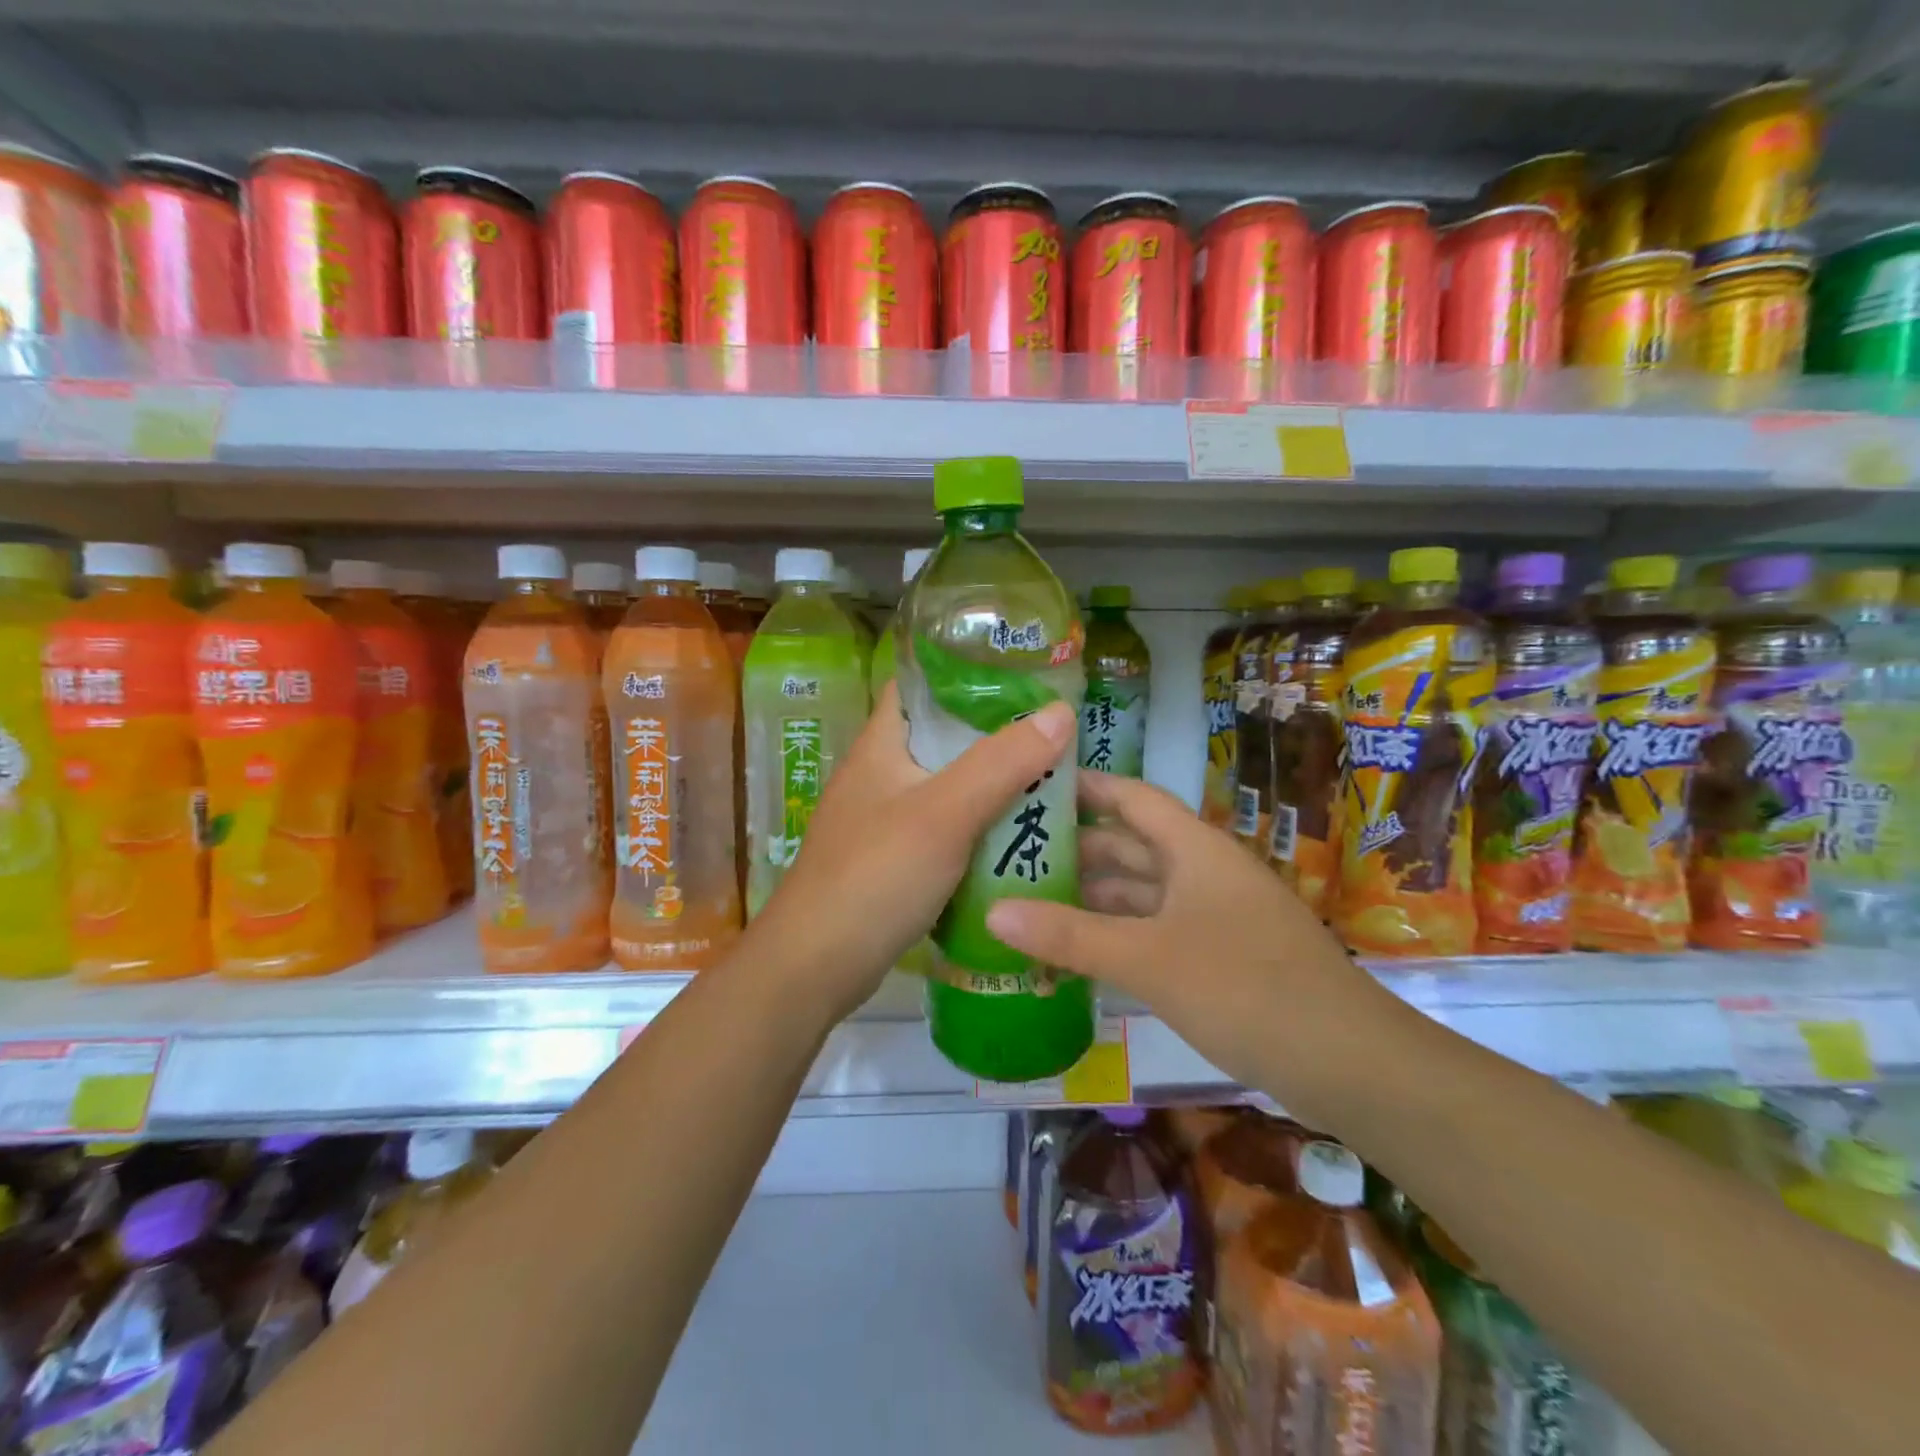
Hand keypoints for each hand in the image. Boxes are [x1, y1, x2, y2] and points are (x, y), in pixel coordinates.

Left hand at [743, 681, 1077, 1022]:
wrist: (816, 965)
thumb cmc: (875, 876)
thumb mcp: (945, 813)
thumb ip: (1001, 763)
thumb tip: (1061, 710)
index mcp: (882, 743)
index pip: (921, 684)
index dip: (967, 670)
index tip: (1024, 673)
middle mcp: (880, 772)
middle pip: (943, 735)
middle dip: (995, 731)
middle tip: (1054, 731)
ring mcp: (884, 817)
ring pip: (948, 783)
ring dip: (992, 780)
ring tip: (1049, 776)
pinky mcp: (893, 858)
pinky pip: (945, 826)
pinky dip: (978, 823)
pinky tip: (1016, 831)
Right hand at [986, 772, 1412, 1128]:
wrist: (1349, 1063)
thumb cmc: (1244, 988)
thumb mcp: (1148, 958)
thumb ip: (1070, 935)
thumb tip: (993, 911)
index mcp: (1194, 849)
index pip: (1132, 797)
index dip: (1086, 787)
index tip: (1033, 785)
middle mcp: (1203, 872)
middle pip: (1131, 846)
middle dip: (1076, 849)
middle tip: (1012, 855)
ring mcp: (1213, 916)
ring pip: (1142, 893)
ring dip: (1093, 897)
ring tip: (1030, 902)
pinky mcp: (1219, 957)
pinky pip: (1155, 931)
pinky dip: (1117, 935)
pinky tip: (1078, 952)